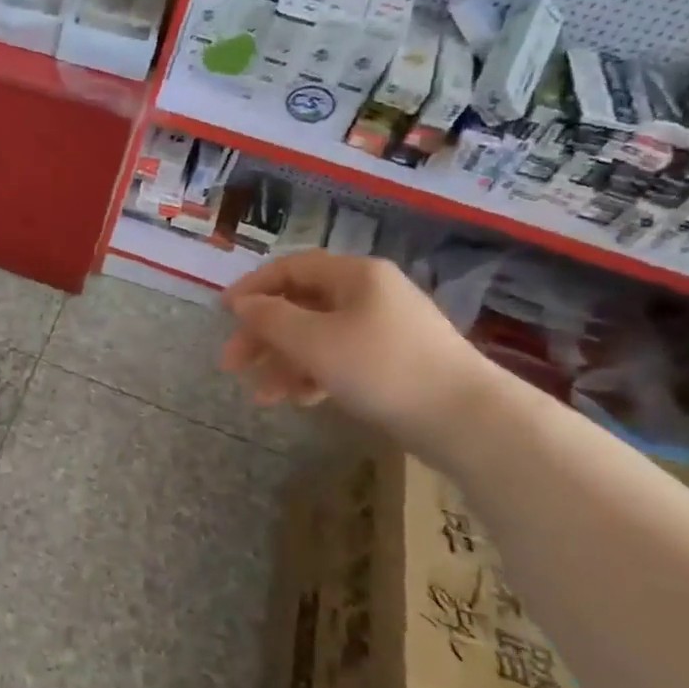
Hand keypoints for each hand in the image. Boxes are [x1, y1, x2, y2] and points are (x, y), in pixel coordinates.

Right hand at [220, 252, 497, 447]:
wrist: (466, 419)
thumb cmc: (382, 367)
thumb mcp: (313, 341)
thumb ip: (270, 318)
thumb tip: (242, 304)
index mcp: (355, 276)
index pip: (291, 268)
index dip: (252, 287)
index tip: (222, 313)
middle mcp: (369, 295)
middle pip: (300, 306)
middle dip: (262, 335)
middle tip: (232, 364)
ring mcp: (383, 329)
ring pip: (317, 337)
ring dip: (283, 363)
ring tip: (262, 396)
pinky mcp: (392, 362)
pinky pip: (339, 359)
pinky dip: (313, 375)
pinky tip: (298, 400)